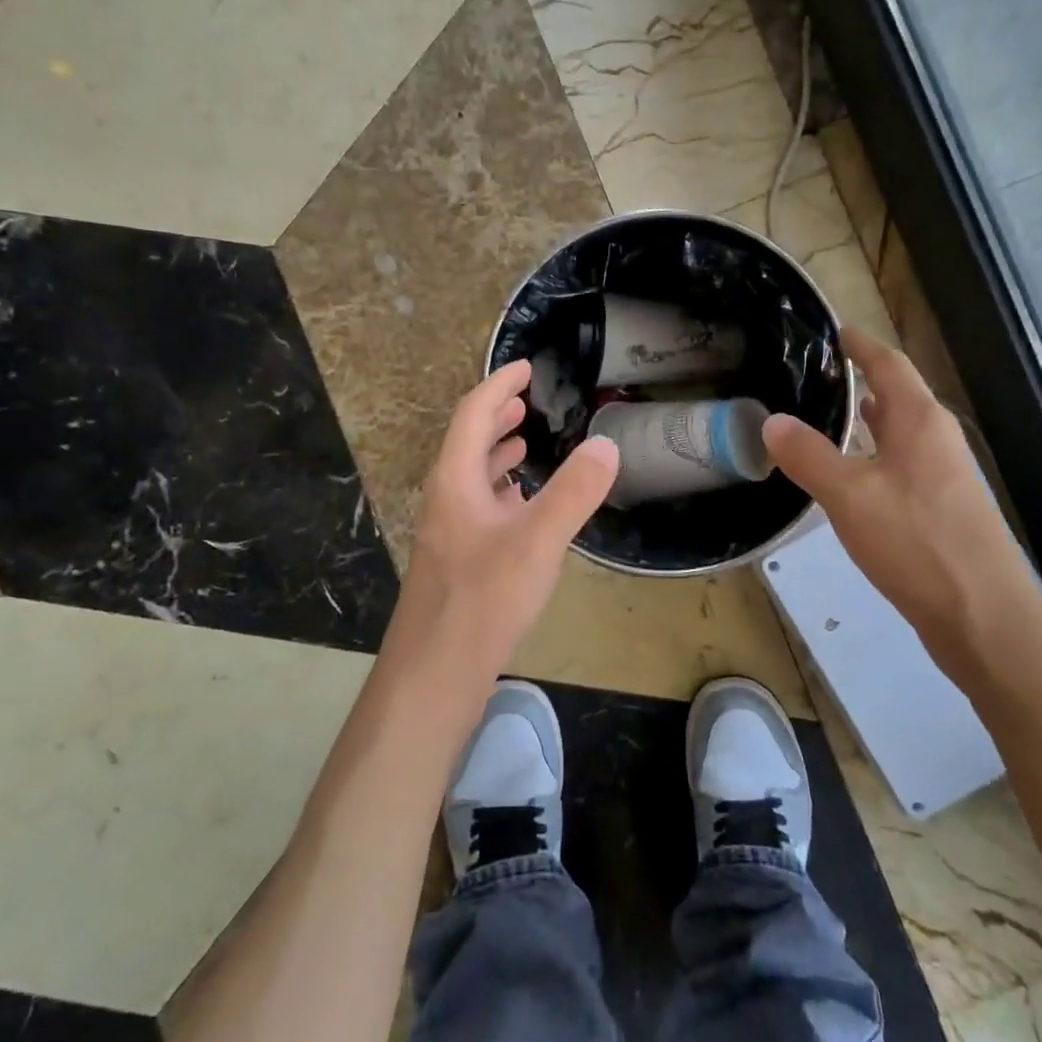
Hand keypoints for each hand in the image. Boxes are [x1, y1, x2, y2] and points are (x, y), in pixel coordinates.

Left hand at [387, 360, 619, 685]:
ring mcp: (448, 531)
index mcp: (455, 480)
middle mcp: (445, 498)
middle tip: (526, 401)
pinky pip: (478, 507)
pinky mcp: (456, 560)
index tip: (525, 367)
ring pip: (472, 476)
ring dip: (496, 452)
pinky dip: (500, 491)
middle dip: (496, 416)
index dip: (499, 385)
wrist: (434, 674)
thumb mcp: (537, 541)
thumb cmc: (483, 600)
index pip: (473, 414)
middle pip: (467, 442)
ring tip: (524, 441)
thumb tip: (606, 443)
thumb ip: (573, 491)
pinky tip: (521, 504)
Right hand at [763, 327, 1041, 683]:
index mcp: (921, 421)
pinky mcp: (945, 510)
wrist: (986, 620)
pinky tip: (854, 475)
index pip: (890, 364)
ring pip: (901, 432)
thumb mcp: (848, 495)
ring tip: (831, 414)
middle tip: (818, 374)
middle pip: (900, 394)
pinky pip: (903, 464)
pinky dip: (875, 454)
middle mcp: (939, 439)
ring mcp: (946, 476)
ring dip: (870, 419)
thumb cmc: (918, 544)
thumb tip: (771, 421)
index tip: (834, 330)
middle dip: (863, 379)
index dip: (861, 344)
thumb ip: (808, 455)